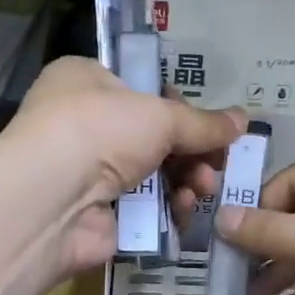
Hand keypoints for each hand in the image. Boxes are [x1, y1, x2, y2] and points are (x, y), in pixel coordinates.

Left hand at [0, 57, 245, 276]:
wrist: (50, 200)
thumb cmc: (99, 131)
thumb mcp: (159, 116)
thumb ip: (203, 123)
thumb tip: (243, 120)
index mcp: (85, 81)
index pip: (142, 90)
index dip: (180, 108)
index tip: (208, 127)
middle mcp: (83, 123)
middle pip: (153, 136)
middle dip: (192, 152)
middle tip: (217, 166)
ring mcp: (87, 171)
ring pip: (152, 173)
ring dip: (186, 180)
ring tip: (202, 189)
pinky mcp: (96, 212)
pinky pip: (143, 207)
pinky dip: (167, 208)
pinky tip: (183, 210)